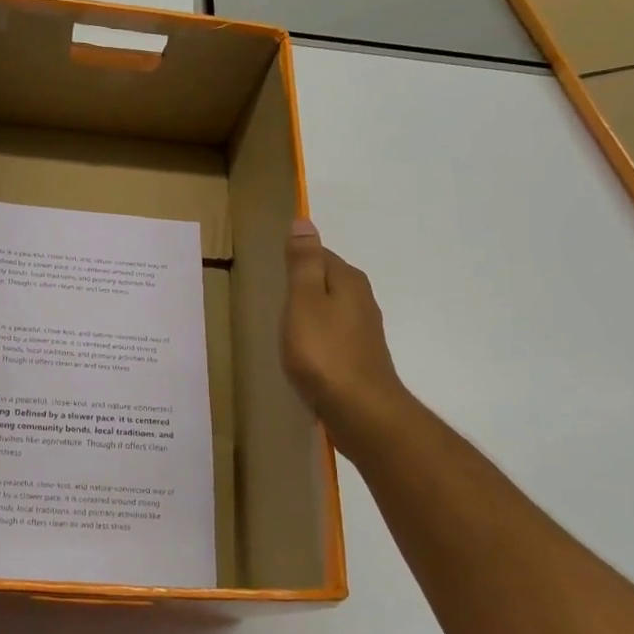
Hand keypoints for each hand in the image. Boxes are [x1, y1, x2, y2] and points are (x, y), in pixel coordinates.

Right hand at [281, 218, 409, 438]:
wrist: (360, 411)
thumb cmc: (324, 352)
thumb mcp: (304, 301)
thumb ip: (302, 263)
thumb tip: (304, 222)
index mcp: (348, 281)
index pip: (319, 254)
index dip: (295, 259)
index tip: (271, 271)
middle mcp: (362, 300)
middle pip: (326, 281)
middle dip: (302, 285)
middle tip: (271, 296)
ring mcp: (363, 332)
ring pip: (330, 310)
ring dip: (309, 313)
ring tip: (282, 324)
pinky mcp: (359, 358)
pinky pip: (332, 336)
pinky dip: (316, 338)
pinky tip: (301, 352)